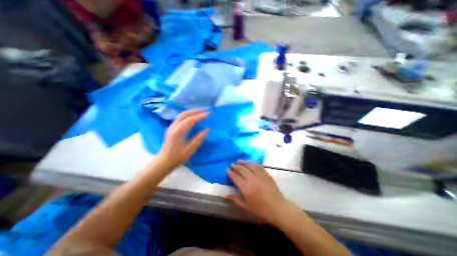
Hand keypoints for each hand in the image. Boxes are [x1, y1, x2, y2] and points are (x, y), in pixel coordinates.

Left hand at [155, 109, 207, 170]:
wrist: (164, 161)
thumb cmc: (177, 157)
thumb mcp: (190, 150)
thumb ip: (199, 139)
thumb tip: (207, 129)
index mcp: (178, 132)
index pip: (190, 120)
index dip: (200, 116)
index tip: (209, 114)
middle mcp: (173, 126)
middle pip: (184, 114)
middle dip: (196, 110)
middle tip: (206, 110)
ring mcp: (171, 126)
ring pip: (182, 114)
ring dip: (192, 111)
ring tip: (201, 111)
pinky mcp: (171, 127)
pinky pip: (180, 117)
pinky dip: (188, 114)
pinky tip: (193, 116)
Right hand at [226, 161, 298, 226]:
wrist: (277, 207)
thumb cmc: (260, 209)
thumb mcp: (246, 206)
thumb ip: (235, 199)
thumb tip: (225, 194)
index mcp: (245, 187)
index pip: (235, 177)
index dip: (230, 173)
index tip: (227, 170)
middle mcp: (251, 178)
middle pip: (242, 169)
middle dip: (236, 166)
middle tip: (232, 164)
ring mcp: (259, 175)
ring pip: (249, 166)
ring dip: (243, 162)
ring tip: (239, 161)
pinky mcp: (266, 174)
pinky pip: (258, 166)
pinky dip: (253, 163)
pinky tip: (250, 162)